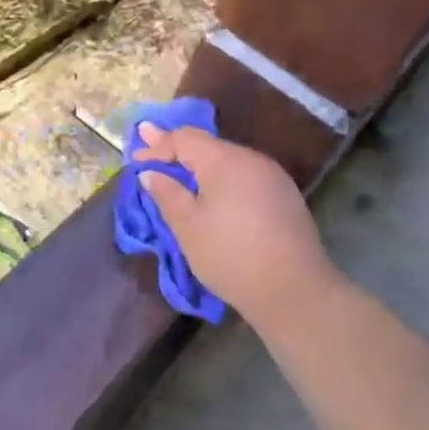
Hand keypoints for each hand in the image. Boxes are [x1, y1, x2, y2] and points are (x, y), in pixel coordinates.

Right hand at [133, 121, 342, 328]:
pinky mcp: (284, 197)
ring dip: (200, 166)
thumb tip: (150, 173)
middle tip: (150, 152)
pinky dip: (221, 180)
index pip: (184, 138)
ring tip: (177, 174)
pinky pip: (244, 177)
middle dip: (177, 150)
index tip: (135, 156)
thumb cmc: (230, 255)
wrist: (294, 291)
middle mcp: (252, 160)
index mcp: (225, 160)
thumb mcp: (187, 226)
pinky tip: (212, 194)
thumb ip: (166, 193)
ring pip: (227, 161)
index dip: (157, 145)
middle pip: (207, 146)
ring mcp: (273, 178)